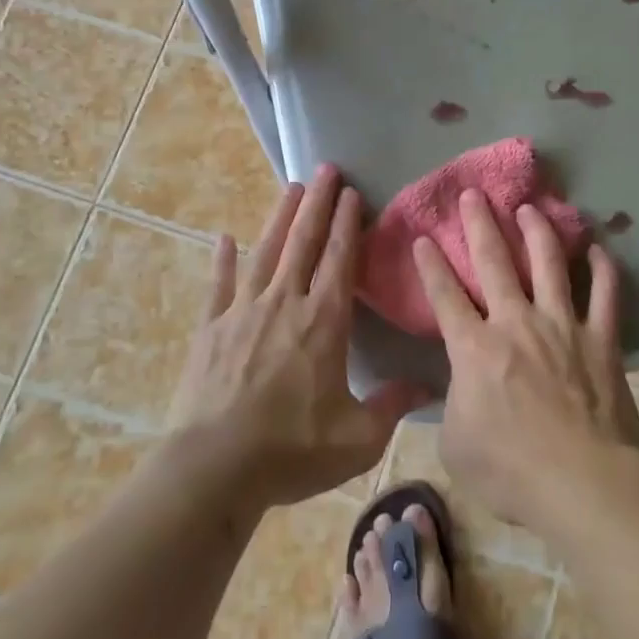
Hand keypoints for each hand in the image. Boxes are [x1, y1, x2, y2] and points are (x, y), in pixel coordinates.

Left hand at [170, 165, 424, 508]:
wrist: (214, 469)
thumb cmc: (292, 450)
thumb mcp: (358, 438)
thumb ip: (392, 406)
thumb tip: (428, 386)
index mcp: (323, 322)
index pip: (339, 259)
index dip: (346, 223)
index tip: (352, 192)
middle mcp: (285, 304)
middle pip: (303, 242)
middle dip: (317, 203)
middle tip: (325, 168)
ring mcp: (242, 312)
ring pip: (265, 253)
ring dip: (280, 218)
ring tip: (290, 187)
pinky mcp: (210, 330)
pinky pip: (219, 286)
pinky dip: (223, 261)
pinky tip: (225, 239)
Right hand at [414, 190, 638, 533]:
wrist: (580, 483)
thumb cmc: (510, 471)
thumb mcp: (456, 444)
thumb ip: (454, 404)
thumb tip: (460, 386)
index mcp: (475, 349)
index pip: (445, 296)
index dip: (431, 265)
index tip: (424, 237)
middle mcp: (516, 323)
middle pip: (494, 262)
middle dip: (479, 225)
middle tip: (473, 194)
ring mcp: (562, 326)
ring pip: (548, 264)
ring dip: (536, 231)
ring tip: (529, 207)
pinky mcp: (601, 339)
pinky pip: (605, 295)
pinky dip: (602, 270)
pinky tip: (597, 249)